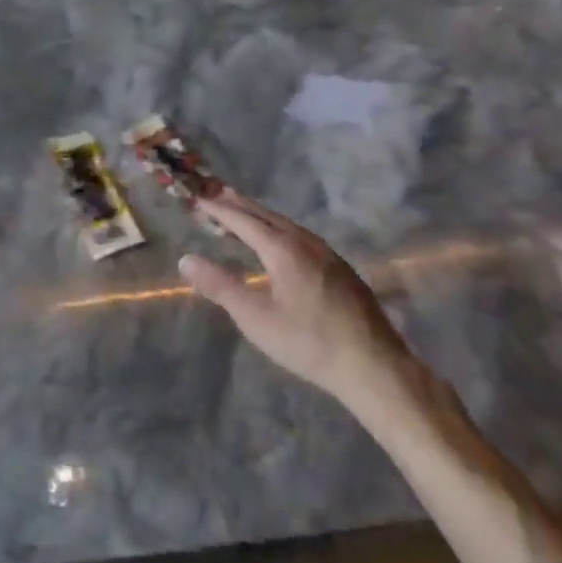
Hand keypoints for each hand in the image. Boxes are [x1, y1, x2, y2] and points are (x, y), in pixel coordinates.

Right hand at [181, 190, 412, 409]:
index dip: (219, 210)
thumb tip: (186, 259)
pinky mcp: (342, 270)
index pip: (244, 220)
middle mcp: (307, 243)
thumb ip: (219, 286)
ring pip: (287, 225)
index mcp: (284, 250)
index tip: (198, 199)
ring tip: (242, 214)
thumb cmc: (309, 343)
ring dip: (260, 216)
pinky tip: (278, 243)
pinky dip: (278, 230)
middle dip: (239, 205)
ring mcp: (328, 255)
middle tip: (215, 195)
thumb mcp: (255, 318)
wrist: (375, 368)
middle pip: (267, 216)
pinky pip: (301, 237)